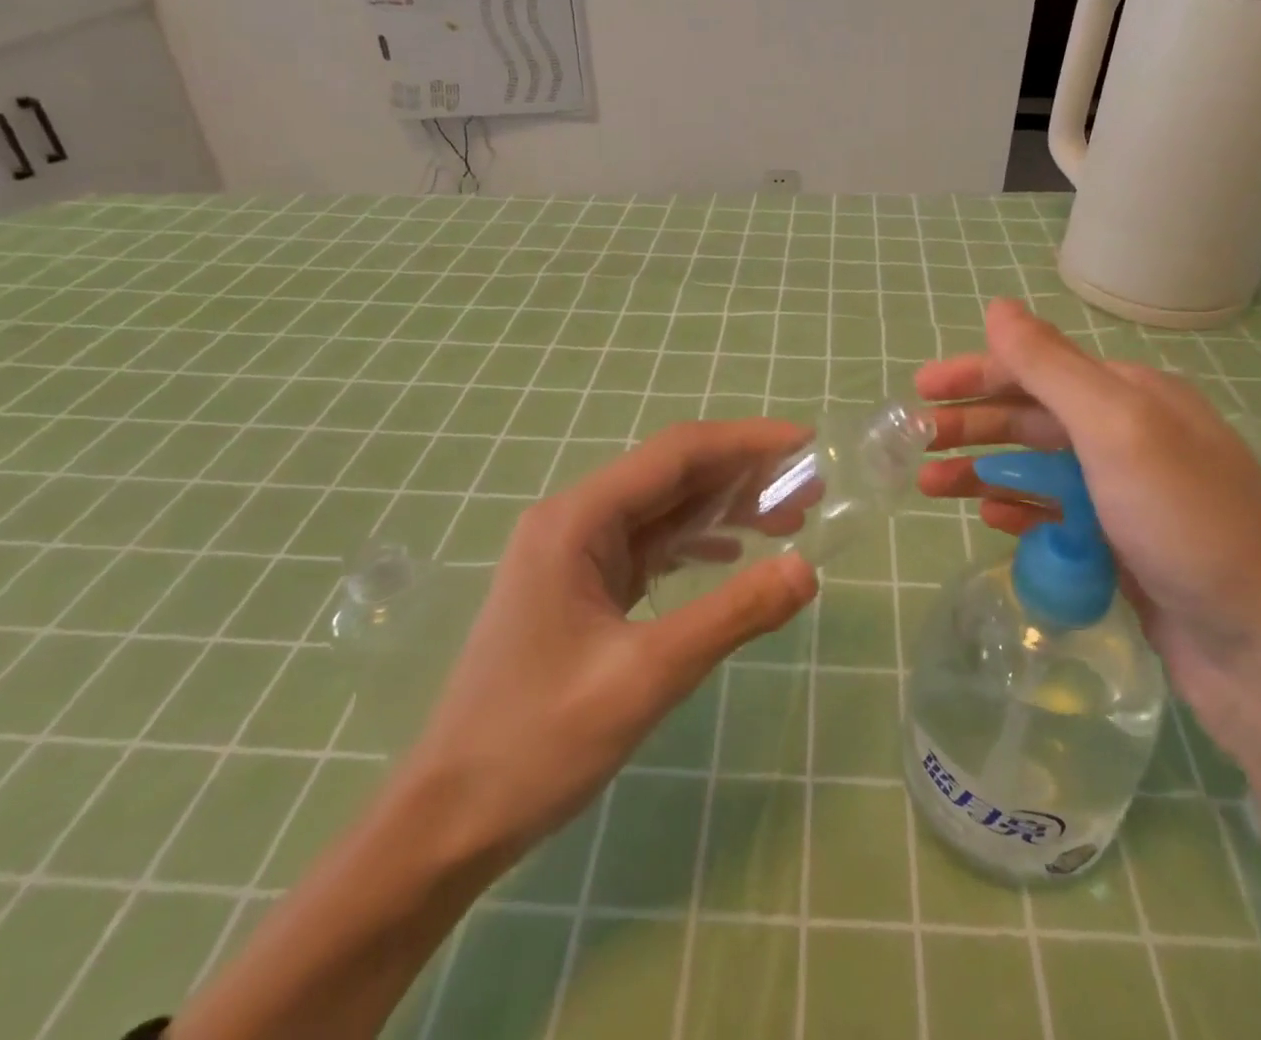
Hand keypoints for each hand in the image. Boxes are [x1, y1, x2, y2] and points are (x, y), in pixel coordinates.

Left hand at [398, 419, 819, 866]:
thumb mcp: (646, 677)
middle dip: (743, 476)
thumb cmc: (537, 743)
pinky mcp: (579, 586)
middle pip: (672, 475)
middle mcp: (573, 520)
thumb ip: (732, 615)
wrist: (448, 819)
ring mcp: (573, 553)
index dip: (747, 442)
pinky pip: (648, 545)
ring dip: (724, 508)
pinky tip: (733, 552)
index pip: (677, 454)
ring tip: (789, 519)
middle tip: (812, 491)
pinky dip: (695, 542)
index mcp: (578, 520)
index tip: (806, 444)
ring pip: (663, 509)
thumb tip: (807, 570)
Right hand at [917, 300, 1260, 742]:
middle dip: (971, 424)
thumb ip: (1051, 366)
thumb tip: (998, 307)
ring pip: (1039, 469)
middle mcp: (1132, 437)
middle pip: (1033, 417)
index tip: (921, 390)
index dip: (976, 374)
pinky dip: (1020, 511)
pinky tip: (989, 520)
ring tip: (930, 484)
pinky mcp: (1124, 547)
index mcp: (1133, 396)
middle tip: (913, 441)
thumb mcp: (1114, 429)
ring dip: (983, 470)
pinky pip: (1057, 516)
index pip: (1039, 368)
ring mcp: (1129, 495)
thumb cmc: (1185, 523)